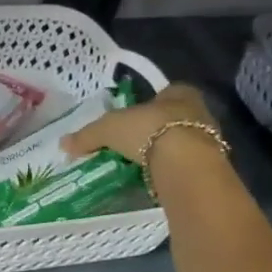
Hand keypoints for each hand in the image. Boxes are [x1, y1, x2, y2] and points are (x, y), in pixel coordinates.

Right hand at [62, 82, 226, 177]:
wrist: (185, 163)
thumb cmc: (149, 130)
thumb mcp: (108, 129)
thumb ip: (88, 135)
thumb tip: (63, 143)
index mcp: (179, 92)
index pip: (163, 94)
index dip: (146, 106)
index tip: (131, 121)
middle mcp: (199, 111)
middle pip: (172, 118)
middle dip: (153, 131)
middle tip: (131, 145)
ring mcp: (208, 139)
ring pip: (181, 142)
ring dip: (163, 152)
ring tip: (140, 166)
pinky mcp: (209, 165)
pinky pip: (184, 165)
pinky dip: (170, 170)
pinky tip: (154, 179)